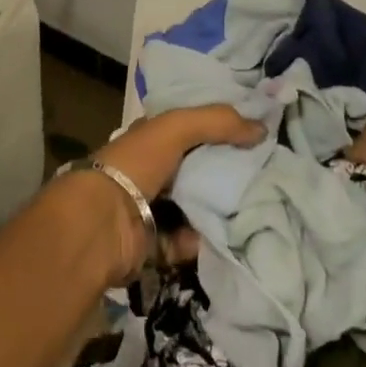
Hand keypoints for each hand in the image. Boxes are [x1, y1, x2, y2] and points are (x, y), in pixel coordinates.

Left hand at [59, 106, 263, 287]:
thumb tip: (262, 128)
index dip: (217, 128)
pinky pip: (188, 242)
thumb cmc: (135, 165)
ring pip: (194, 206)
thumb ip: (217, 122)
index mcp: (148, 139)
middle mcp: (149, 171)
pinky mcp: (153, 244)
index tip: (253, 134)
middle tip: (265, 174)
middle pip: (195, 169)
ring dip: (219, 209)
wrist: (100, 224)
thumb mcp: (175, 128)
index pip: (187, 129)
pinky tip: (232, 236)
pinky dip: (205, 241)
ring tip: (258, 206)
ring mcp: (150, 209)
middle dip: (225, 172)